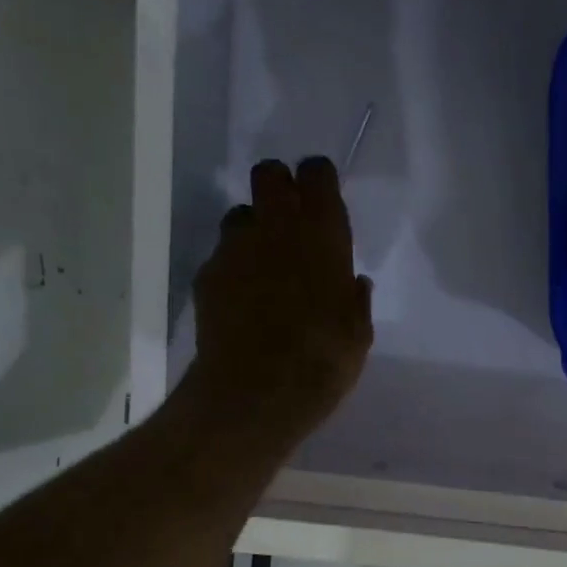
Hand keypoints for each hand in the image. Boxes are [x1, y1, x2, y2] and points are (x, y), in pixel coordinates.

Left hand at [192, 156, 373, 434]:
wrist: (256, 392)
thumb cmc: (323, 362)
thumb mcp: (358, 335)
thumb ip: (355, 301)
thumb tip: (353, 284)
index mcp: (321, 234)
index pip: (317, 174)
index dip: (319, 183)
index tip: (324, 202)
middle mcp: (275, 227)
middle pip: (269, 175)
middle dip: (280, 189)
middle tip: (291, 224)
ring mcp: (235, 248)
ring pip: (241, 215)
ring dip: (254, 231)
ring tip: (265, 269)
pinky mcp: (208, 275)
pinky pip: (223, 257)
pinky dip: (234, 270)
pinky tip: (244, 302)